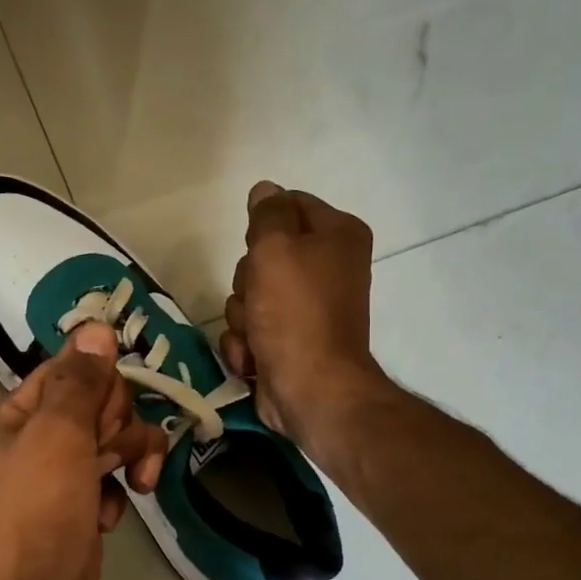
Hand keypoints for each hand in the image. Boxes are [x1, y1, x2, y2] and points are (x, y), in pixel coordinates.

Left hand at [0, 322, 168, 579]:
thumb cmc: (32, 518)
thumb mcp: (56, 437)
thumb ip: (80, 383)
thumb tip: (97, 327)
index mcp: (19, 415)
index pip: (72, 370)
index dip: (101, 384)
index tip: (110, 412)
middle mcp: (37, 443)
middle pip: (99, 405)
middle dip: (120, 422)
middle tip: (113, 454)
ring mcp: (60, 483)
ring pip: (112, 444)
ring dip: (129, 455)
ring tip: (134, 485)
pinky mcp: (80, 518)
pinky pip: (111, 485)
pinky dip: (117, 494)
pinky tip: (111, 518)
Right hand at [220, 181, 387, 442]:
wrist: (311, 390)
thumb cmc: (295, 313)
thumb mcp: (276, 249)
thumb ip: (268, 214)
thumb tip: (266, 190)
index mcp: (338, 236)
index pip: (289, 204)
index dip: (263, 225)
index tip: (258, 248)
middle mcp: (327, 267)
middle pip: (263, 254)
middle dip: (248, 280)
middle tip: (259, 297)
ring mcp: (307, 308)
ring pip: (249, 294)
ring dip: (242, 317)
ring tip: (257, 334)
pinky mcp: (288, 341)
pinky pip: (250, 329)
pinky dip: (246, 344)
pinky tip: (254, 357)